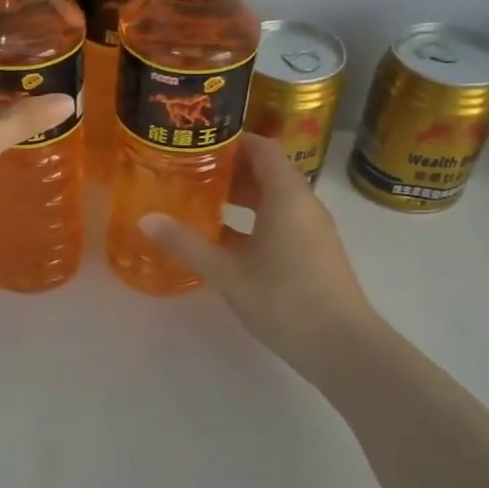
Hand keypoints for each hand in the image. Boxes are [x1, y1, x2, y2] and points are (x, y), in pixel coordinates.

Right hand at [141, 136, 380, 375]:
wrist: (342, 347)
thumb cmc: (284, 299)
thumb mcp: (227, 272)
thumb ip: (187, 243)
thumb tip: (146, 219)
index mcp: (286, 196)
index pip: (262, 148)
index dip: (231, 140)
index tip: (197, 142)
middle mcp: (303, 204)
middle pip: (266, 171)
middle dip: (228, 169)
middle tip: (187, 171)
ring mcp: (310, 229)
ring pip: (272, 198)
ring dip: (238, 196)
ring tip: (198, 200)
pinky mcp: (311, 252)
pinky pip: (278, 221)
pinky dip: (250, 220)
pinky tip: (220, 238)